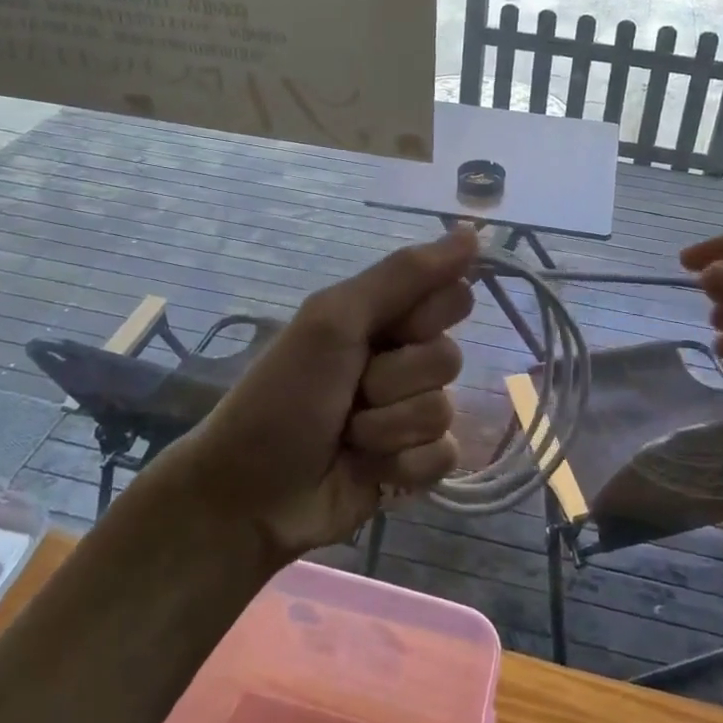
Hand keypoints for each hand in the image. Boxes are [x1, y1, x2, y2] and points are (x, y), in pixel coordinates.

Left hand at [162, 228, 477, 559]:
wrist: (249, 492)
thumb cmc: (285, 395)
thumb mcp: (336, 318)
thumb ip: (405, 274)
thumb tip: (473, 230)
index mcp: (383, 318)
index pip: (452, 297)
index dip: (425, 317)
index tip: (388, 330)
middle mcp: (401, 360)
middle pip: (450, 357)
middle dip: (396, 379)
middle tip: (352, 389)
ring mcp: (408, 415)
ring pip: (444, 410)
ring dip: (388, 427)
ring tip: (347, 435)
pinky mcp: (413, 465)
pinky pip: (444, 455)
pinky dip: (403, 465)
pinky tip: (367, 470)